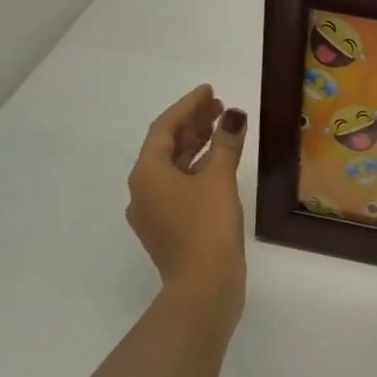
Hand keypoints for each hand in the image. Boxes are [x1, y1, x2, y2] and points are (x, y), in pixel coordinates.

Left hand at [126, 85, 247, 314]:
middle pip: (167, 146)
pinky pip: (180, 187)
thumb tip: (233, 117)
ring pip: (174, 168)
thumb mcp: (219, 179)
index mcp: (146, 173)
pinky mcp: (168, 228)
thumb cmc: (207, 226)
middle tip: (220, 106)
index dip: (188, 106)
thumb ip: (225, 144)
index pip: (164, 128)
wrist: (203, 286)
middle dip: (193, 124)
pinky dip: (198, 170)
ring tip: (224, 130)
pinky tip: (219, 166)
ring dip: (197, 146)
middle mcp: (142, 189)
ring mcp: (153, 211)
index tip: (209, 90)